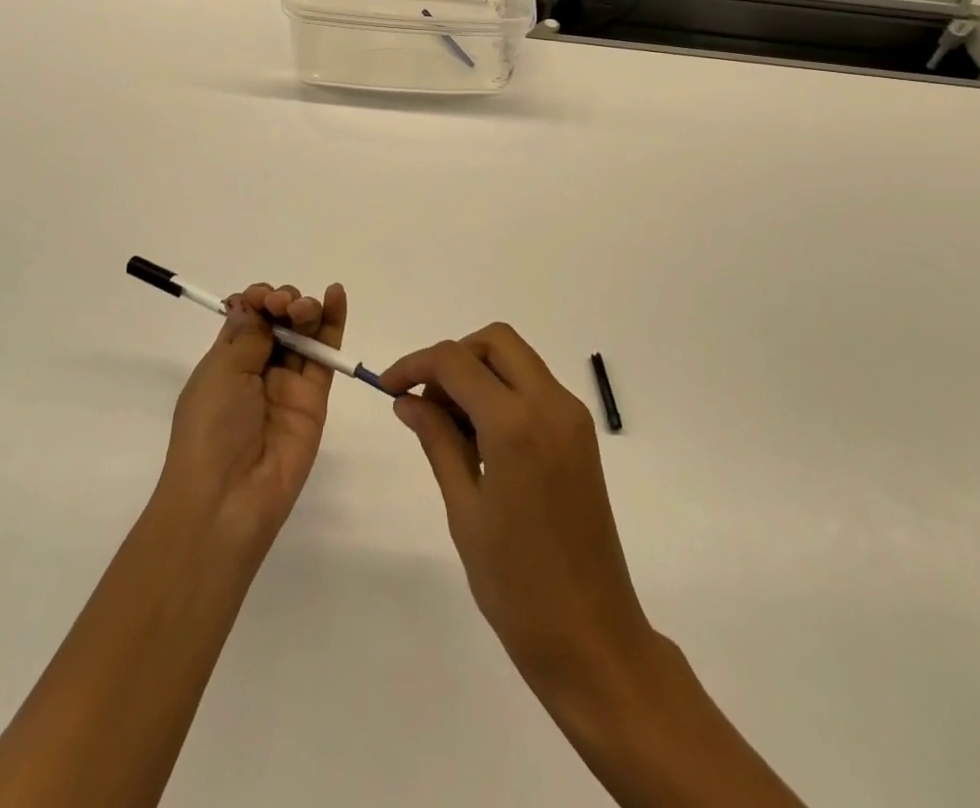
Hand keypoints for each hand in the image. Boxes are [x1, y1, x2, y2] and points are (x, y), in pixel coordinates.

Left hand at [157, 281, 348, 560]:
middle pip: (278, 321)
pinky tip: (336, 295)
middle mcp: (258, 368)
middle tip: (280, 307)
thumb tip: (252, 304)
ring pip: (303, 332)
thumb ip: (248, 335)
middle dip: (282, 302)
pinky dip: (333, 322)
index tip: (259, 298)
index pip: (247, 317)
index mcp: (226, 361)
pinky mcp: (315, 397)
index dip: (256, 300)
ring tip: (303, 308)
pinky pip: (325, 355)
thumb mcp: (220, 373)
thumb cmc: (210, 429)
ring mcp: (288, 382)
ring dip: (306, 308)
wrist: (229, 496)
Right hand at [384, 326, 803, 805]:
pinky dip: (502, 391)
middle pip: (495, 341)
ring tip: (447, 424)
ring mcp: (572, 416)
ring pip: (517, 360)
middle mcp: (551, 404)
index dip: (415, 364)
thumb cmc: (517, 584)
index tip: (387, 386)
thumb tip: (407, 399)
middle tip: (423, 400)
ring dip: (478, 372)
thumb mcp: (464, 509)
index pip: (456, 361)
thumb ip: (437, 440)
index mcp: (517, 424)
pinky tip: (479, 435)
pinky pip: (534, 387)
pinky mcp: (581, 433)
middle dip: (453, 357)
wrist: (592, 638)